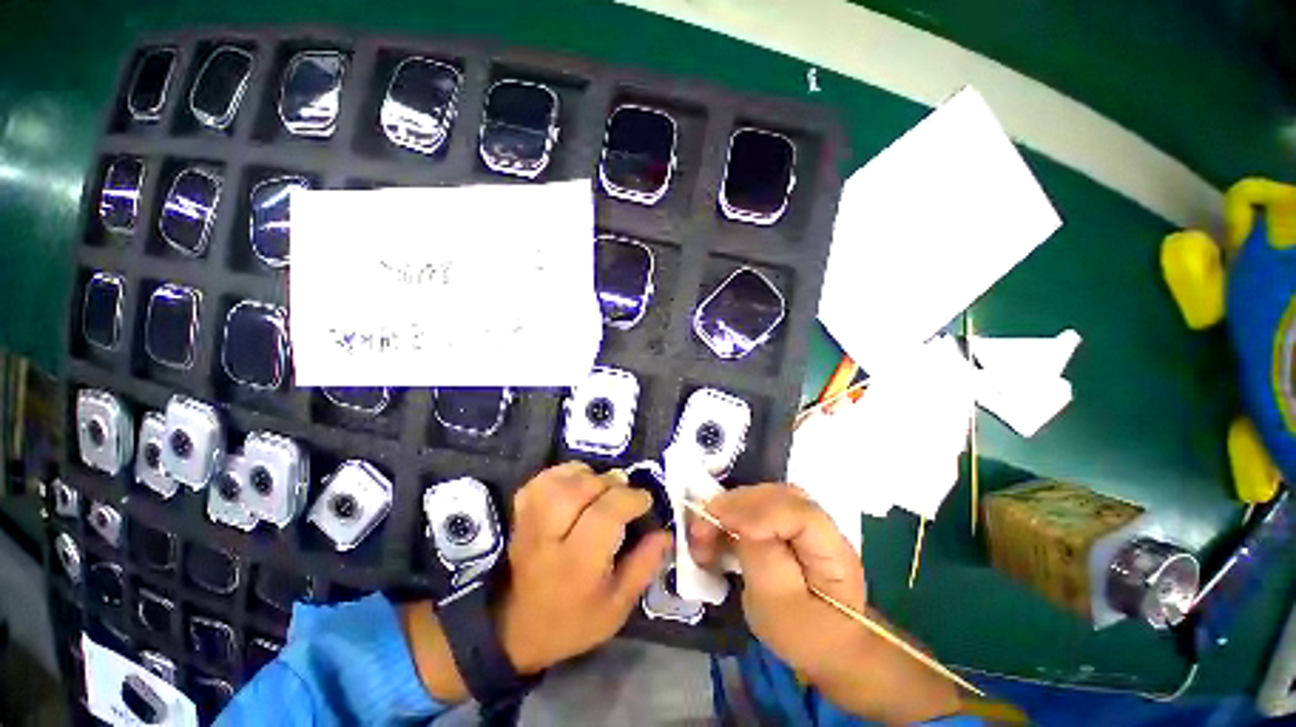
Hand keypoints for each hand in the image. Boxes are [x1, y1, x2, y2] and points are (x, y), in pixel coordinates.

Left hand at [498, 462, 671, 672]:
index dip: (631, 499)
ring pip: (561, 480)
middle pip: (581, 489)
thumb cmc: (573, 620)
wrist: (516, 628)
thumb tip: (666, 532)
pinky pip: (543, 479)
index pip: (606, 515)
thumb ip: (644, 566)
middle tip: (623, 494)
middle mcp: (550, 537)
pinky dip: (564, 474)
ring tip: (600, 488)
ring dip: (588, 476)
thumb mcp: (617, 606)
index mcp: (577, 564)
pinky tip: (576, 484)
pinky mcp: (520, 512)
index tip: (645, 501)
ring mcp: (530, 522)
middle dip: (611, 484)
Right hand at [690, 485, 960, 723]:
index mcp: (829, 544)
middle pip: (772, 494)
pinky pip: (754, 510)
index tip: (716, 520)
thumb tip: (740, 516)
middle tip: (700, 530)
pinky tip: (716, 537)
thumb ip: (763, 555)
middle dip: (732, 506)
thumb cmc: (815, 636)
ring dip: (728, 511)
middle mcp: (817, 522)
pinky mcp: (784, 527)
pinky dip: (730, 519)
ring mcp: (800, 521)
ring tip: (703, 536)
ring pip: (760, 497)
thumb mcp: (782, 607)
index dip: (755, 507)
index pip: (794, 507)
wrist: (832, 645)